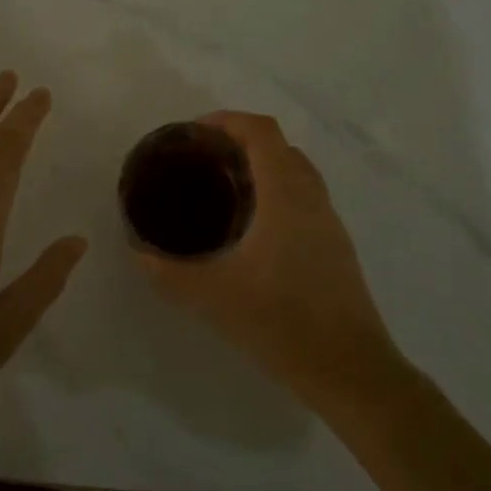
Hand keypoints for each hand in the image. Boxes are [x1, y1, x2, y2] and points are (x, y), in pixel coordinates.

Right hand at [138, 112, 399, 416]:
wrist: (350, 371)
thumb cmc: (282, 323)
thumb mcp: (213, 297)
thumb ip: (169, 272)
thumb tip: (139, 252)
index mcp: (285, 195)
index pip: (262, 131)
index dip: (228, 120)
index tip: (195, 133)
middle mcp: (312, 197)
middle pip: (279, 146)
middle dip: (240, 141)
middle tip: (203, 161)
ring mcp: (329, 221)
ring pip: (296, 171)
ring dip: (262, 166)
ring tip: (223, 189)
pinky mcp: (336, 245)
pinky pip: (305, 197)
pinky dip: (277, 191)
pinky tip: (252, 228)